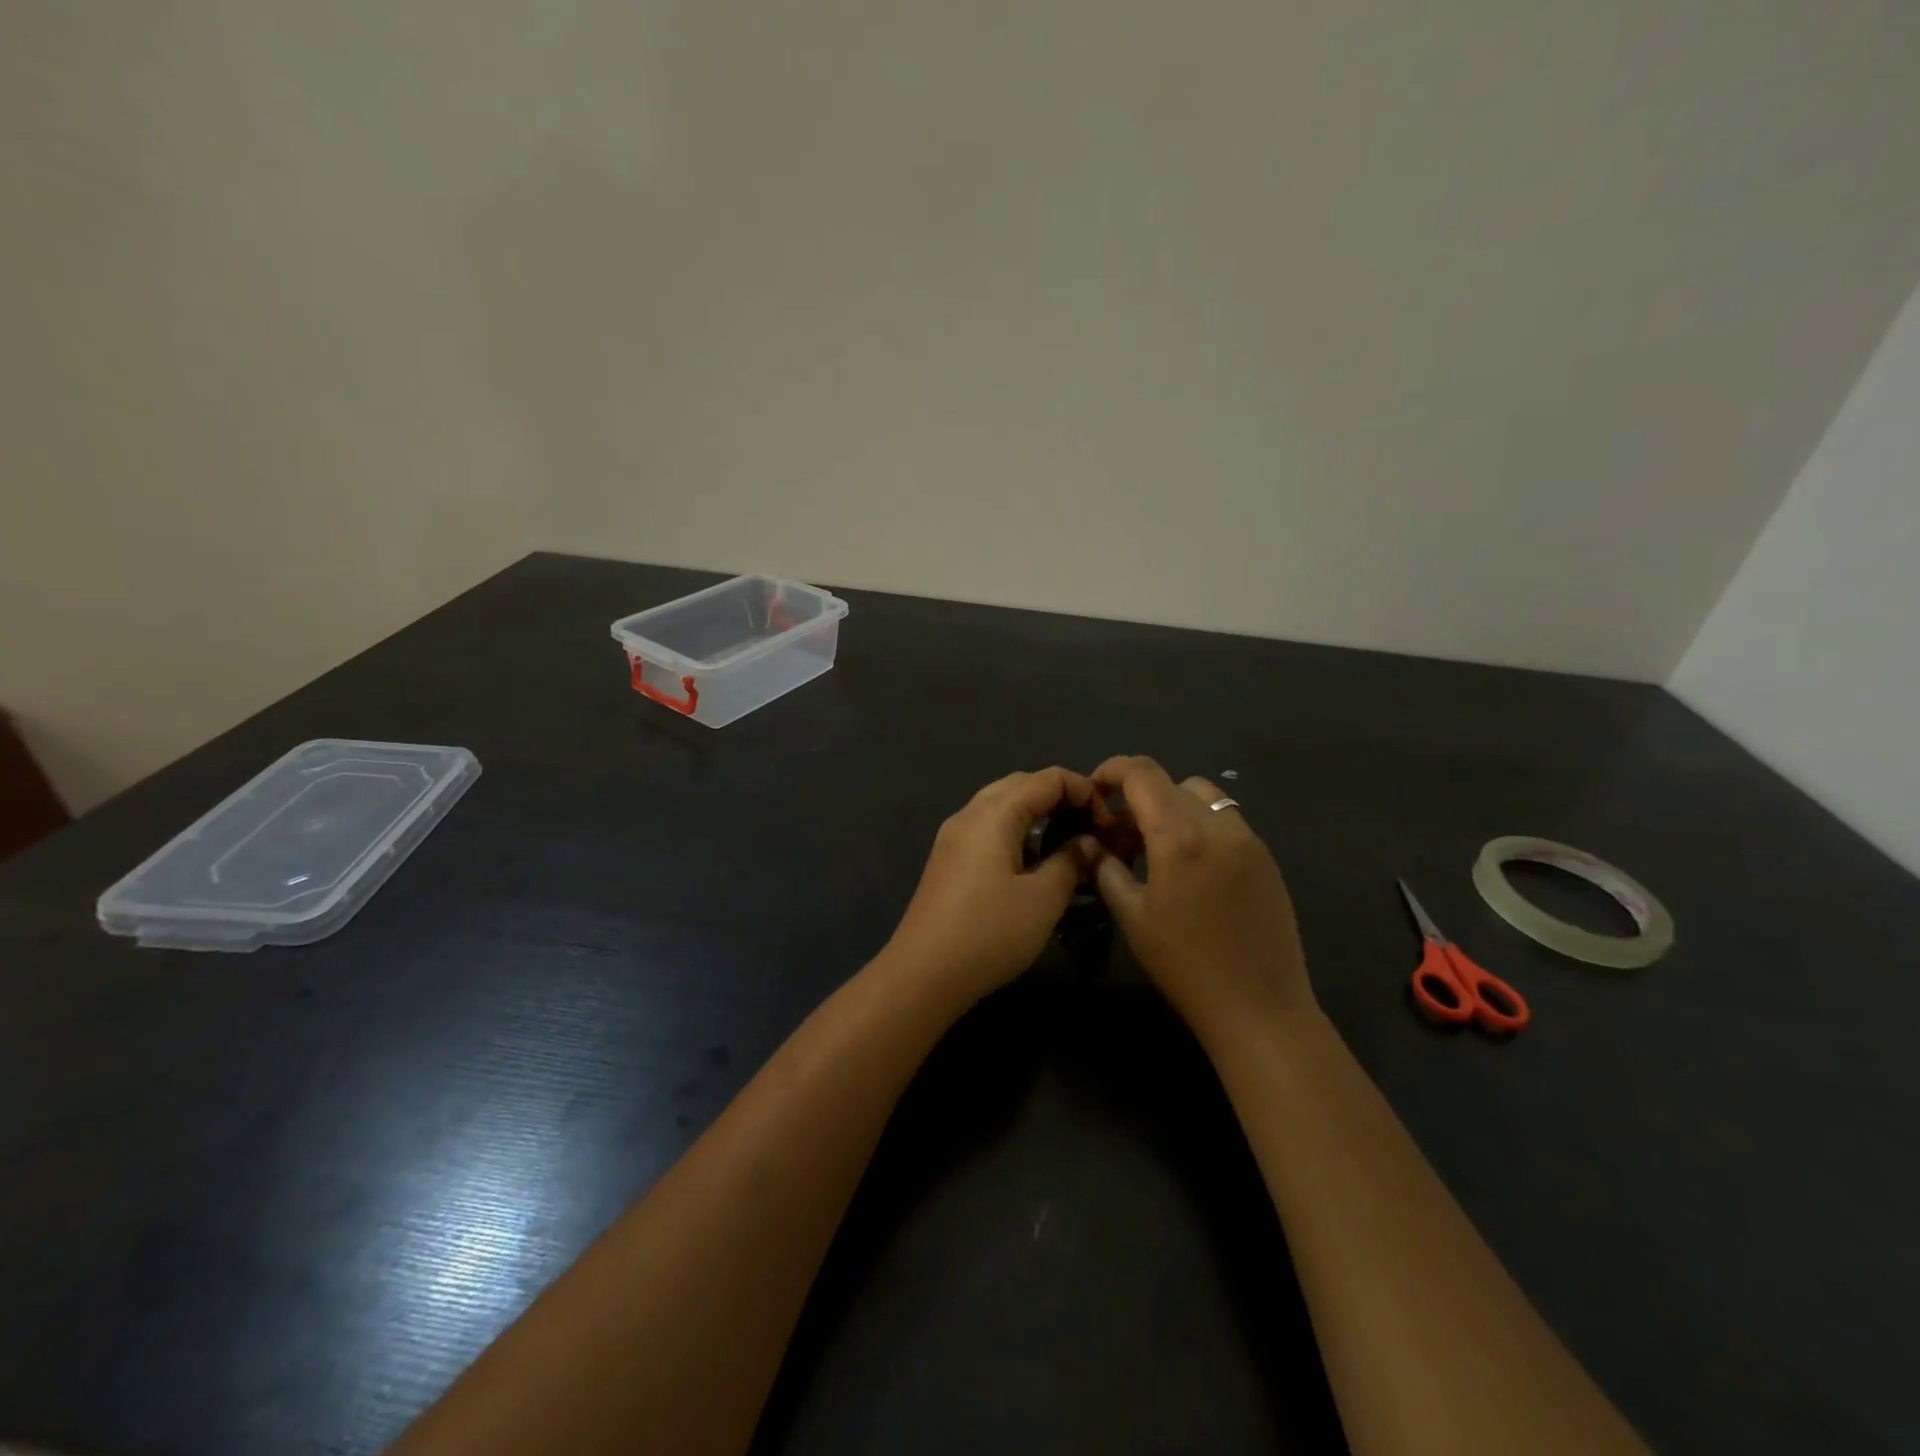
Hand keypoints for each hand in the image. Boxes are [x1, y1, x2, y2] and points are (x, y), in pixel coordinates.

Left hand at [882, 768, 1099, 1008]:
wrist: (923, 973)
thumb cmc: (989, 933)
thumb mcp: (1043, 899)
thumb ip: (1071, 862)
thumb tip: (1089, 842)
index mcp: (994, 814)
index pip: (1046, 778)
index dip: (1083, 791)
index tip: (1108, 823)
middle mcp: (969, 814)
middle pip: (1021, 784)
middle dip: (1060, 797)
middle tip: (1091, 827)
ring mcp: (954, 836)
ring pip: (1001, 804)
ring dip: (1037, 813)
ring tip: (1068, 841)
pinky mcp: (948, 858)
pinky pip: (988, 827)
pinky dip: (1016, 831)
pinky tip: (1033, 860)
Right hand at [1089, 755, 1314, 1039]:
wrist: (1259, 1008)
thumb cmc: (1184, 964)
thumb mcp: (1132, 916)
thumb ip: (1106, 869)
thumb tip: (1092, 844)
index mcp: (1179, 835)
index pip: (1142, 773)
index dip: (1112, 770)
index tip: (1095, 789)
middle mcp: (1218, 824)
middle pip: (1171, 782)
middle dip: (1138, 796)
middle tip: (1120, 834)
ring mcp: (1249, 839)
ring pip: (1203, 796)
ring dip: (1173, 806)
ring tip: (1158, 848)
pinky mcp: (1266, 858)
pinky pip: (1226, 820)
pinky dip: (1200, 825)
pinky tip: (1191, 867)